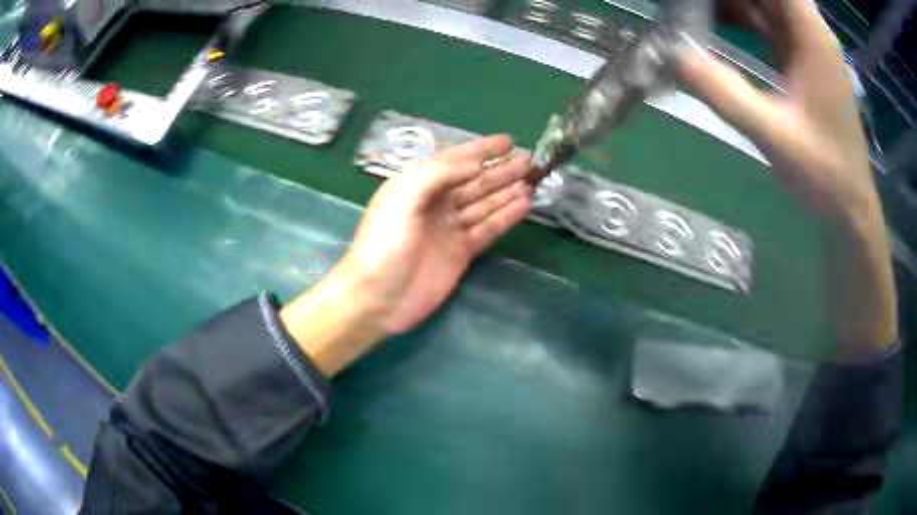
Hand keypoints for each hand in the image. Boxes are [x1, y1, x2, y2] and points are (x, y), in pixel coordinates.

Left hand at [282, 136, 532, 374]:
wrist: (376, 299)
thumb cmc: (383, 245)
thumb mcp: (402, 199)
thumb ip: (437, 174)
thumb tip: (475, 164)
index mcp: (417, 185)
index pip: (454, 161)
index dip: (480, 150)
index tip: (508, 141)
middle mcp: (435, 203)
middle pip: (474, 182)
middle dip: (500, 170)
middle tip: (528, 160)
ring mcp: (449, 229)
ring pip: (484, 203)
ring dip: (506, 191)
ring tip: (531, 180)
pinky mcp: (460, 252)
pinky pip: (487, 229)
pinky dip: (505, 217)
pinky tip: (523, 205)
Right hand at [676, 0, 896, 357]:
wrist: (850, 209)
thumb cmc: (824, 176)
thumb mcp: (774, 136)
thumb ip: (725, 93)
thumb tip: (672, 55)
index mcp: (813, 38)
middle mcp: (812, 32)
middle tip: (689, 4)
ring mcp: (808, 46)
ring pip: (765, 3)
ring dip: (732, 2)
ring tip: (692, 9)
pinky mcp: (802, 61)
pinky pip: (767, 24)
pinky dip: (741, 17)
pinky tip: (713, 22)